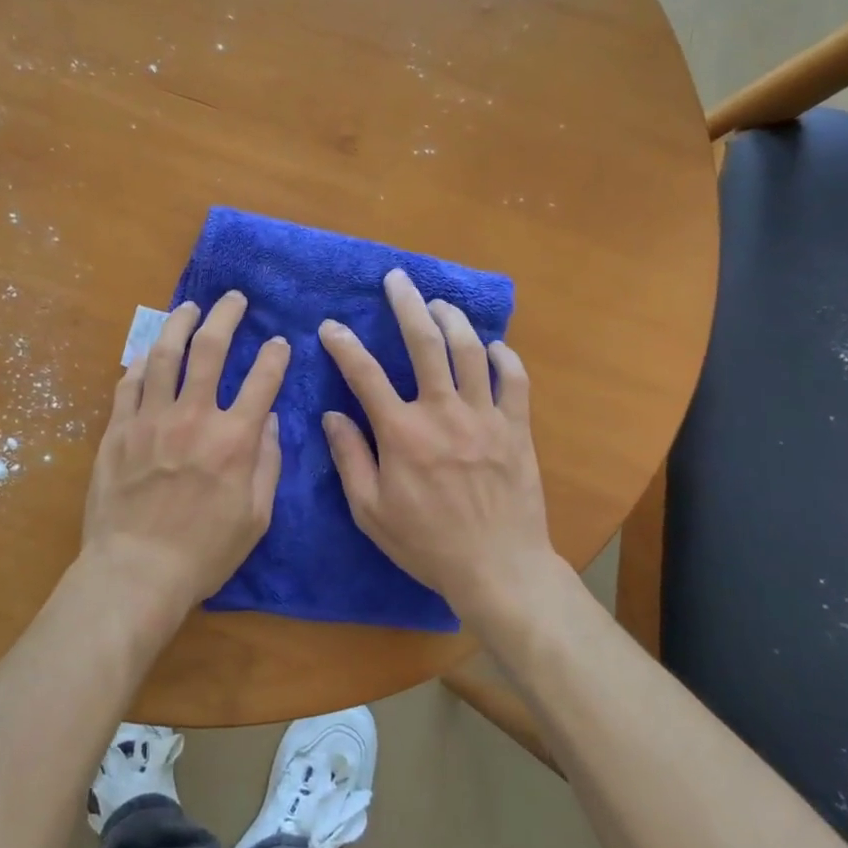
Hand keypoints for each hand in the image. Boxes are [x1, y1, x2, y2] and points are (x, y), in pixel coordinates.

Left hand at [79, 292, 289, 619]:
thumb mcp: (255, 516)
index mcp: (233, 440)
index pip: (262, 380)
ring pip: (165, 354)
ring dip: (180, 324)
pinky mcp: (118, 429)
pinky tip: (149, 352)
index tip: (279, 342)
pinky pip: (129, 383)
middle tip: (234, 299)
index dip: (275, 355)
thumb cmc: (204, 552)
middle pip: (211, 349)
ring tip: (189, 307)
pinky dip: (142, 362)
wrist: (136, 571)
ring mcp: (150, 419)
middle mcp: (193, 417)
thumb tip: (268, 419)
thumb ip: (266, 463)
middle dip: (227, 316)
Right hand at [318, 269, 557, 618]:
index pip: (364, 375)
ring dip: (453, 319)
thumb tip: (332, 415)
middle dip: (407, 305)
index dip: (344, 345)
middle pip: (424, 343)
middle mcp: (442, 412)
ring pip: (469, 350)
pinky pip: (513, 379)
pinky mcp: (516, 428)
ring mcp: (484, 416)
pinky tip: (493, 345)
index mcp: (401, 433)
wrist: (498, 568)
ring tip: (439, 304)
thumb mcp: (370, 511)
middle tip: (397, 279)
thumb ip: (350, 458)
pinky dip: (504, 356)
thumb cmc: (426, 544)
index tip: (331, 327)